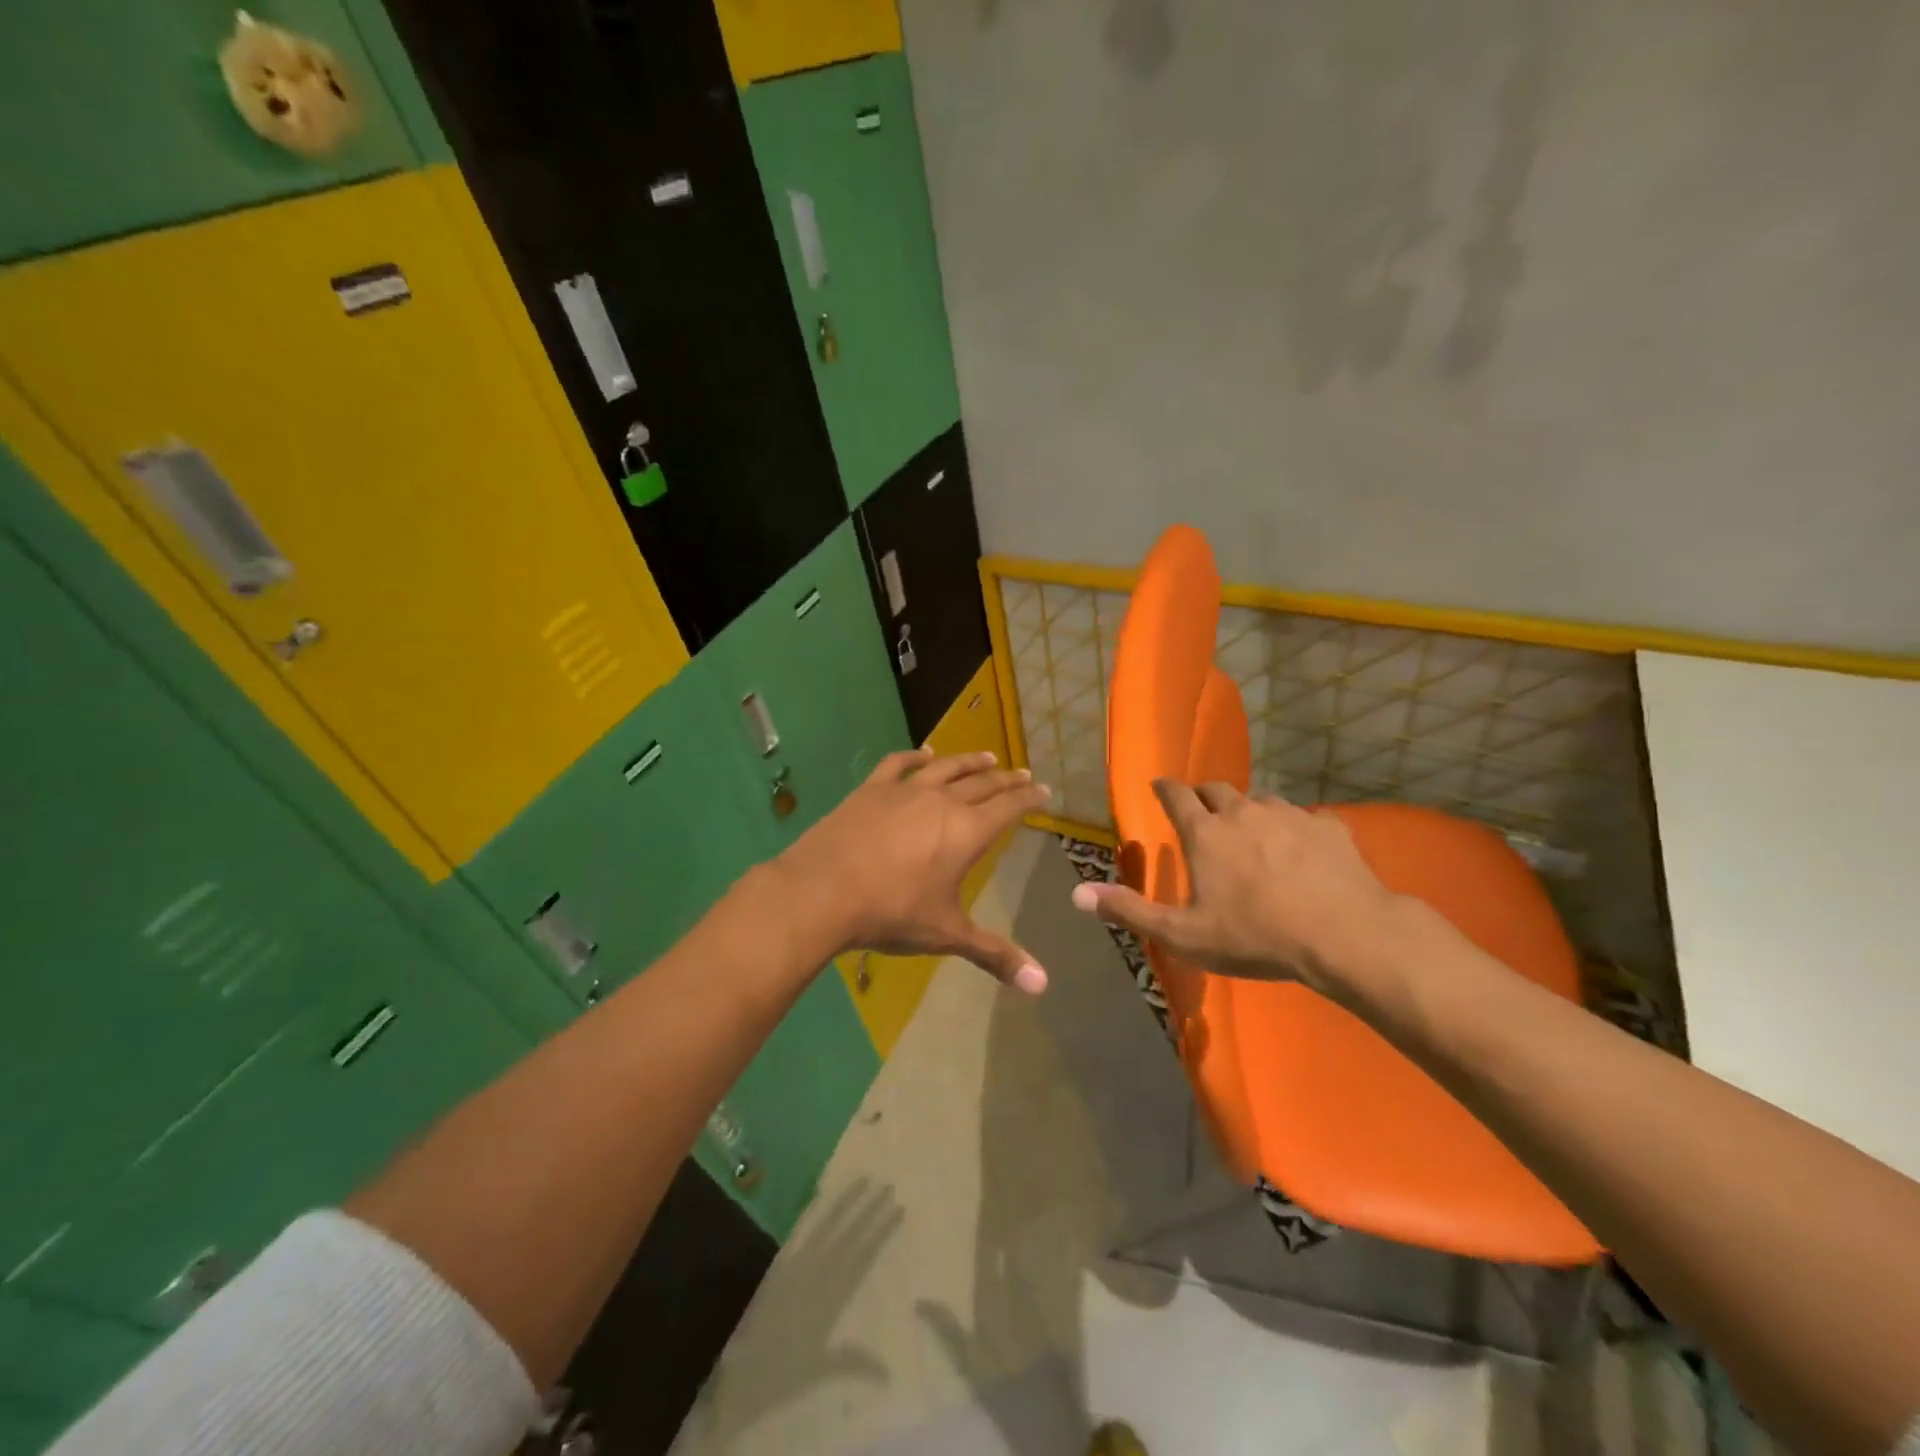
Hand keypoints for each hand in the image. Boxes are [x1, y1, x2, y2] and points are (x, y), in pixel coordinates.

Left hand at [775, 749, 1051, 993]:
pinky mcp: (871, 790)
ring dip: (969, 761)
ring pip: (946, 768)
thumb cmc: (892, 913)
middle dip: (1006, 779)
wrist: (823, 892)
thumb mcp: (947, 935)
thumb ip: (995, 955)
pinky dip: (914, 756)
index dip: (1029, 798)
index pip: (1009, 807)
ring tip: (986, 756)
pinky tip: (923, 754)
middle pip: (982, 783)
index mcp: (967, 832)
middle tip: (1023, 774)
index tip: (1043, 789)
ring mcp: (904, 791)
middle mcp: (942, 802)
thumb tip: (1043, 985)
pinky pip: (898, 764)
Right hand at [1069, 779, 1404, 996]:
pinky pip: (1303, 818)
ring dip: (1249, 812)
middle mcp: (1243, 811)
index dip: (1164, 788)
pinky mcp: (1328, 827)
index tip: (1158, 786)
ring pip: (1261, 801)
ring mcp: (1289, 815)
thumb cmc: (1255, 936)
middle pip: (1217, 789)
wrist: (1344, 935)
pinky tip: (1300, 851)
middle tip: (1202, 812)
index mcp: (1205, 833)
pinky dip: (1292, 829)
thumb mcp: (1184, 935)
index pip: (1175, 795)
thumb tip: (1078, 894)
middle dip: (1204, 796)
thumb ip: (1130, 911)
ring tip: (1251, 834)